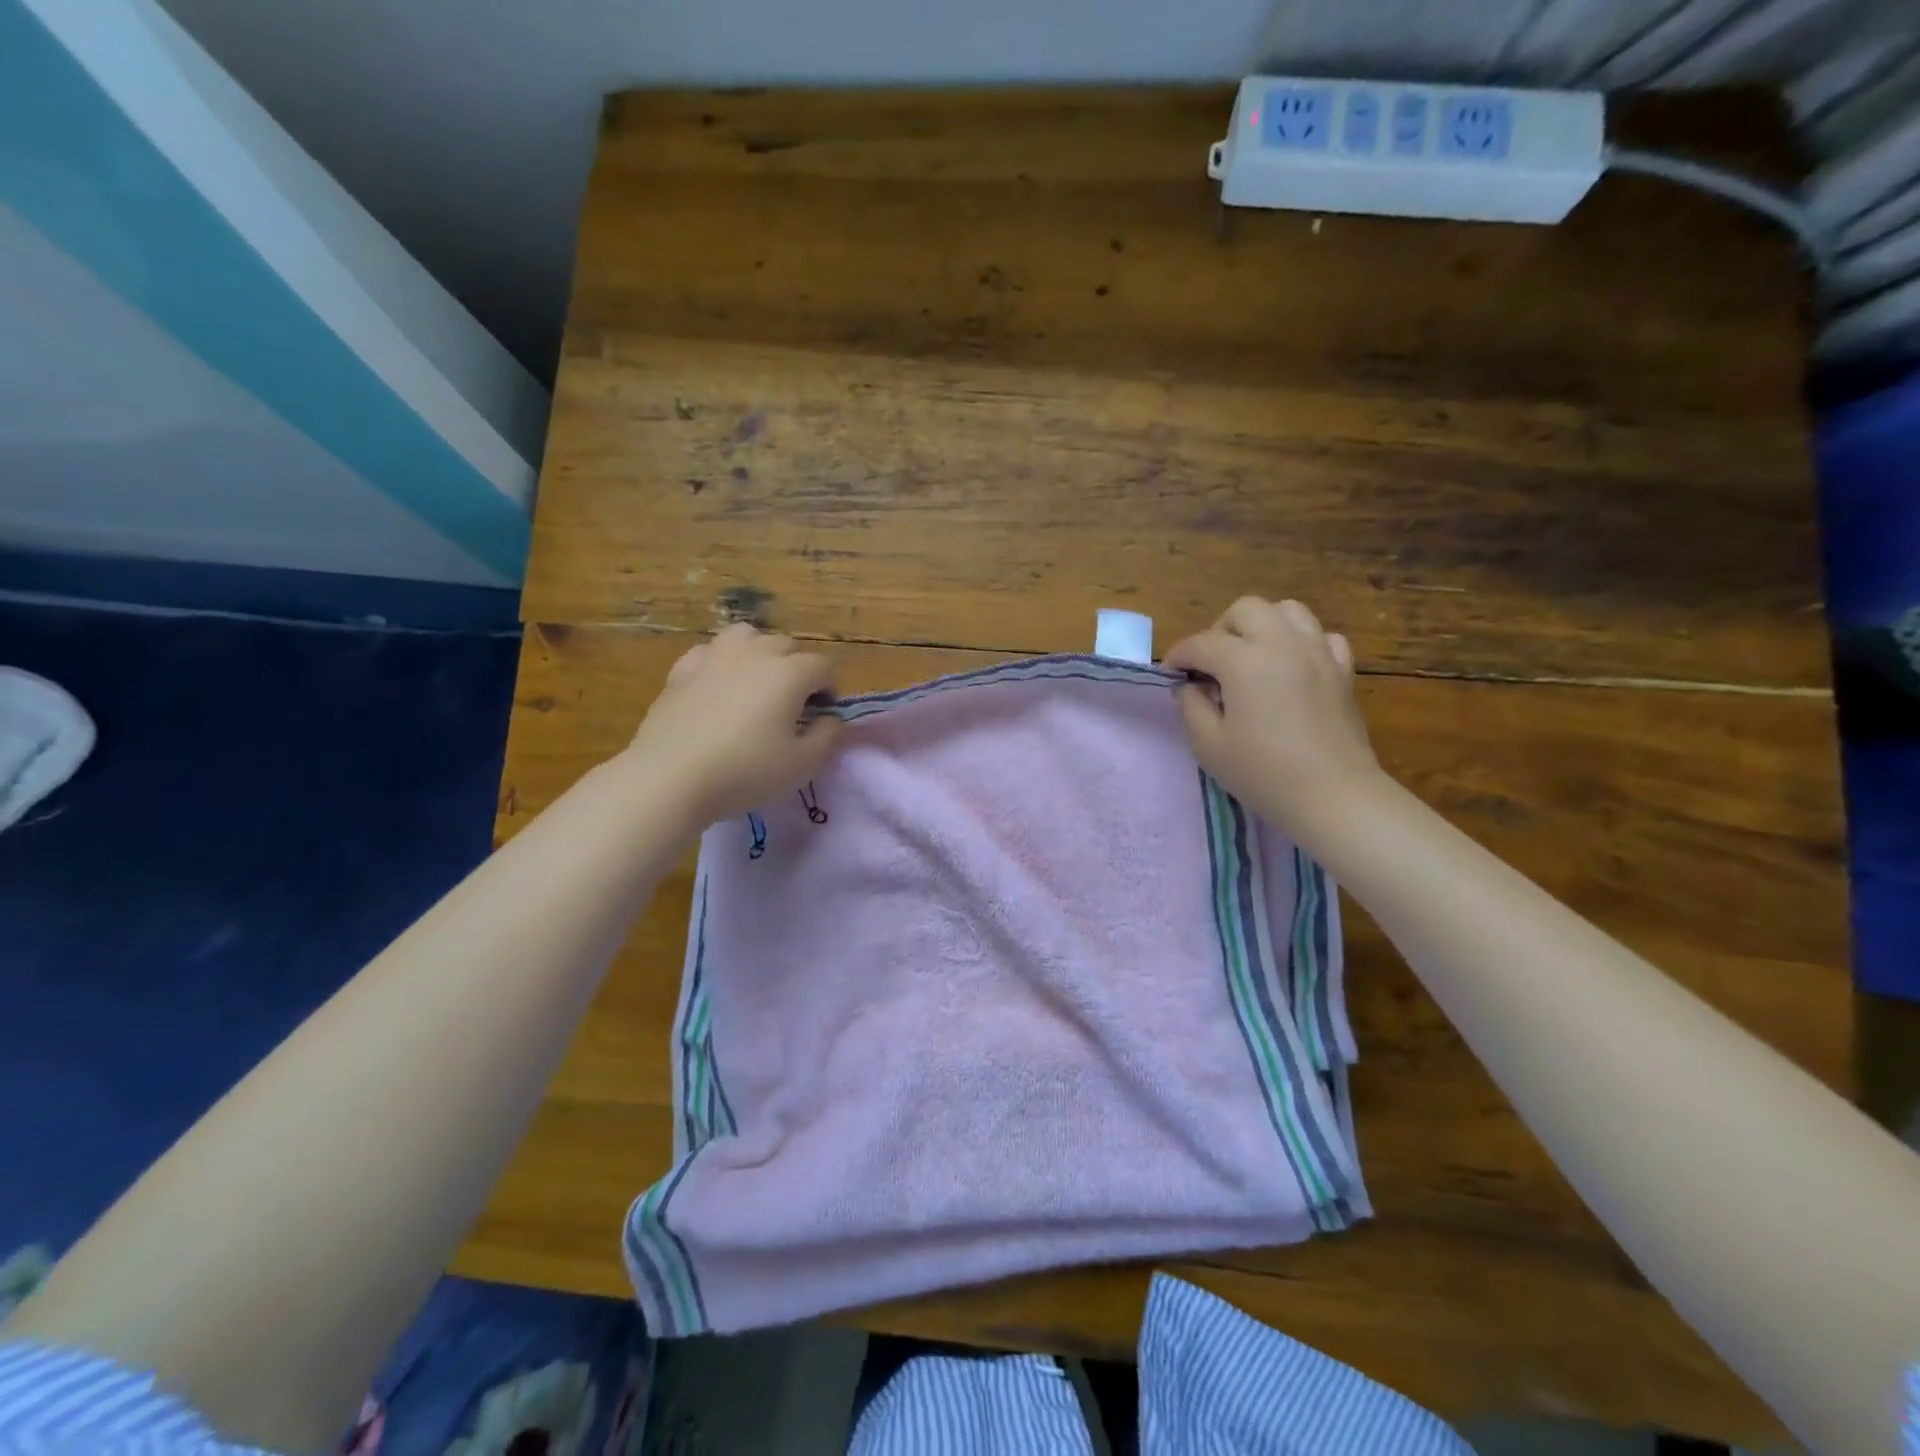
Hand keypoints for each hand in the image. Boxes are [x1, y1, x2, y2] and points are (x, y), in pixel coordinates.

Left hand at [626, 624, 841, 826]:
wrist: (671, 777)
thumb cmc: (746, 772)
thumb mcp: (804, 764)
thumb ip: (828, 736)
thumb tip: (829, 717)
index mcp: (790, 673)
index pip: (824, 666)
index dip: (830, 689)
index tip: (822, 716)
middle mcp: (755, 653)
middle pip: (787, 646)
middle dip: (797, 669)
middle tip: (792, 705)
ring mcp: (714, 657)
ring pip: (746, 636)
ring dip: (759, 653)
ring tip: (756, 683)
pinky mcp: (681, 670)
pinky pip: (710, 652)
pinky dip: (721, 663)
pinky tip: (717, 686)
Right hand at [1164, 597, 1381, 834]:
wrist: (1334, 796)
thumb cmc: (1263, 774)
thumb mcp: (1208, 745)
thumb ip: (1191, 706)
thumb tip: (1189, 685)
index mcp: (1245, 661)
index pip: (1201, 643)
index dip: (1179, 657)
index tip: (1170, 675)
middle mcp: (1283, 644)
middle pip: (1245, 610)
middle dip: (1220, 630)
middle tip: (1212, 666)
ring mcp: (1318, 653)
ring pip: (1288, 611)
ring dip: (1262, 626)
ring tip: (1251, 657)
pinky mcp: (1343, 670)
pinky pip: (1322, 636)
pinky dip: (1302, 643)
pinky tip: (1293, 668)